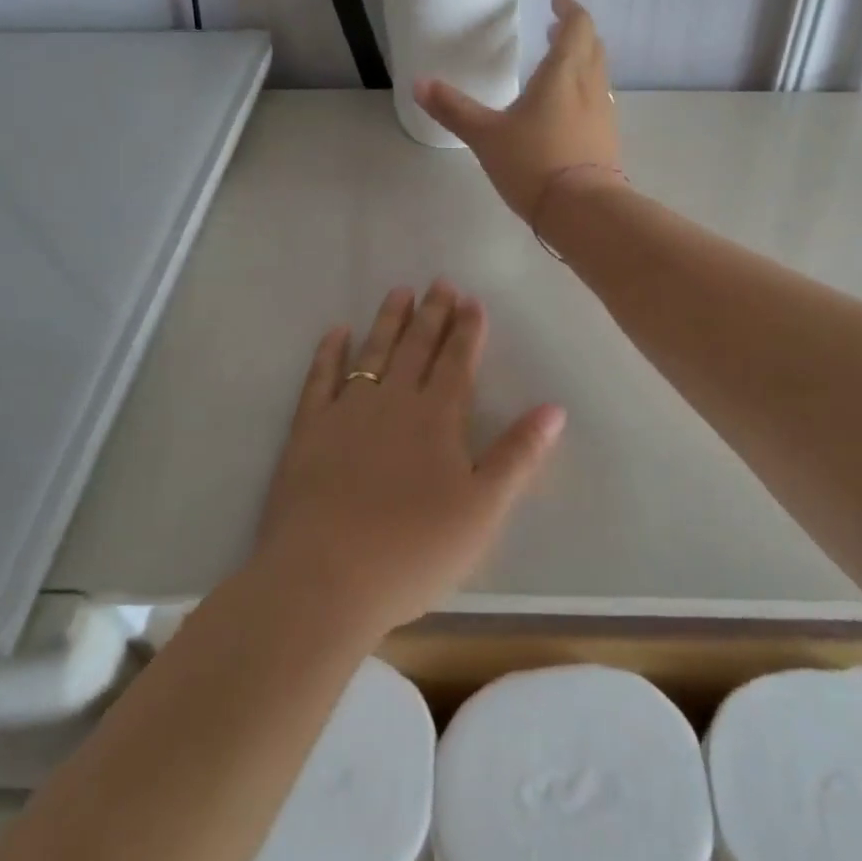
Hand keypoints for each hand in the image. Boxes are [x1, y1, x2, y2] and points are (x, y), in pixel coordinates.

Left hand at [254, 282, 565, 635]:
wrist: (324, 578)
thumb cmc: (414, 549)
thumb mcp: (483, 509)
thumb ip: (518, 455)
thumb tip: (554, 408)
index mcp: (437, 419)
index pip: (457, 363)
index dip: (467, 330)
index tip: (471, 300)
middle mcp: (393, 402)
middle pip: (417, 348)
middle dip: (432, 314)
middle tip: (440, 282)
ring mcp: (346, 413)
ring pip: (372, 354)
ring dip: (388, 322)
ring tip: (398, 292)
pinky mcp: (307, 432)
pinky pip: (320, 380)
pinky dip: (329, 353)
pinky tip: (336, 333)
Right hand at [414, 0, 622, 223]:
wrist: (583, 211)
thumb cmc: (534, 163)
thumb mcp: (486, 136)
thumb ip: (454, 109)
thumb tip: (419, 84)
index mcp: (564, 73)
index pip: (577, 25)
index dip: (569, 8)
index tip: (556, 0)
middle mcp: (591, 87)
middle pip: (592, 46)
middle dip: (576, 32)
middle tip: (555, 28)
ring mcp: (604, 115)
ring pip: (598, 75)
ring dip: (583, 61)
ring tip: (559, 66)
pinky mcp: (607, 141)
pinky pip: (599, 102)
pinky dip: (585, 91)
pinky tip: (567, 110)